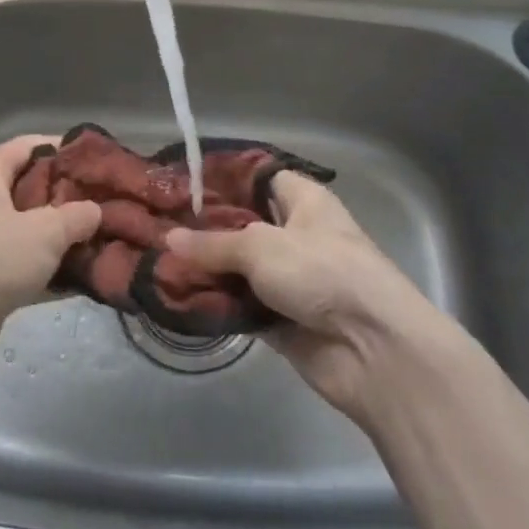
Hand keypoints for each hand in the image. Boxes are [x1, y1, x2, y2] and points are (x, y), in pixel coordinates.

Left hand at [0, 135, 101, 337]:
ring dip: (69, 239)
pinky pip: (29, 268)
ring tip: (113, 241)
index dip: (68, 150)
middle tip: (116, 205)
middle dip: (75, 199)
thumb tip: (95, 211)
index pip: (31, 146)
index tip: (107, 163)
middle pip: (35, 189)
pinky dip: (56, 272)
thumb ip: (77, 215)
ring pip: (34, 232)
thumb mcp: (44, 231)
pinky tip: (91, 279)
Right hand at [165, 173, 466, 426]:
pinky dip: (216, 304)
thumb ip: (213, 244)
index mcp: (305, 202)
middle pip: (243, 226)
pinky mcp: (281, 319)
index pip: (259, 178)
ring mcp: (290, 280)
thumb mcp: (261, 247)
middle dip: (204, 229)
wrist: (372, 349)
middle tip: (156, 226)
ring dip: (205, 270)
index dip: (223, 179)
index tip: (180, 183)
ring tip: (157, 263)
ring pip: (239, 268)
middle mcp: (297, 236)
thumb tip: (168, 239)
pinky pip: (241, 305)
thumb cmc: (323, 274)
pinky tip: (176, 298)